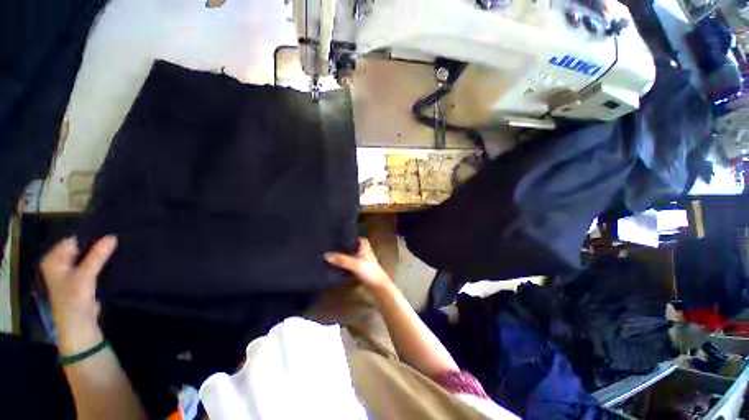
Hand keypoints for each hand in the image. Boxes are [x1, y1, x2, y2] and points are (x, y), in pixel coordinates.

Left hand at [40, 236, 116, 353]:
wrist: (79, 325)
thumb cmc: (74, 299)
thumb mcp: (85, 276)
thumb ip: (97, 256)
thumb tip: (113, 236)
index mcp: (53, 259)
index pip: (73, 240)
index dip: (90, 236)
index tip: (109, 231)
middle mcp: (60, 262)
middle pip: (80, 247)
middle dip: (97, 244)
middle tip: (116, 238)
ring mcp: (70, 271)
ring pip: (87, 256)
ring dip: (100, 253)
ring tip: (118, 246)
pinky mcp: (81, 278)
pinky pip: (92, 264)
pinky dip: (101, 261)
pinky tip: (113, 258)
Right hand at [324, 238, 393, 294]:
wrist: (378, 286)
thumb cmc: (369, 271)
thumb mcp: (354, 264)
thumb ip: (341, 259)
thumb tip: (326, 255)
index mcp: (365, 248)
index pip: (360, 239)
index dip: (353, 237)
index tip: (342, 237)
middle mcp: (365, 253)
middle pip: (356, 247)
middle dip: (347, 247)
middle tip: (335, 247)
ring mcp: (364, 262)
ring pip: (354, 256)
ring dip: (347, 256)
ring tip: (334, 256)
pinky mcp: (363, 270)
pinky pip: (353, 265)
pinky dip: (347, 265)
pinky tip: (340, 267)